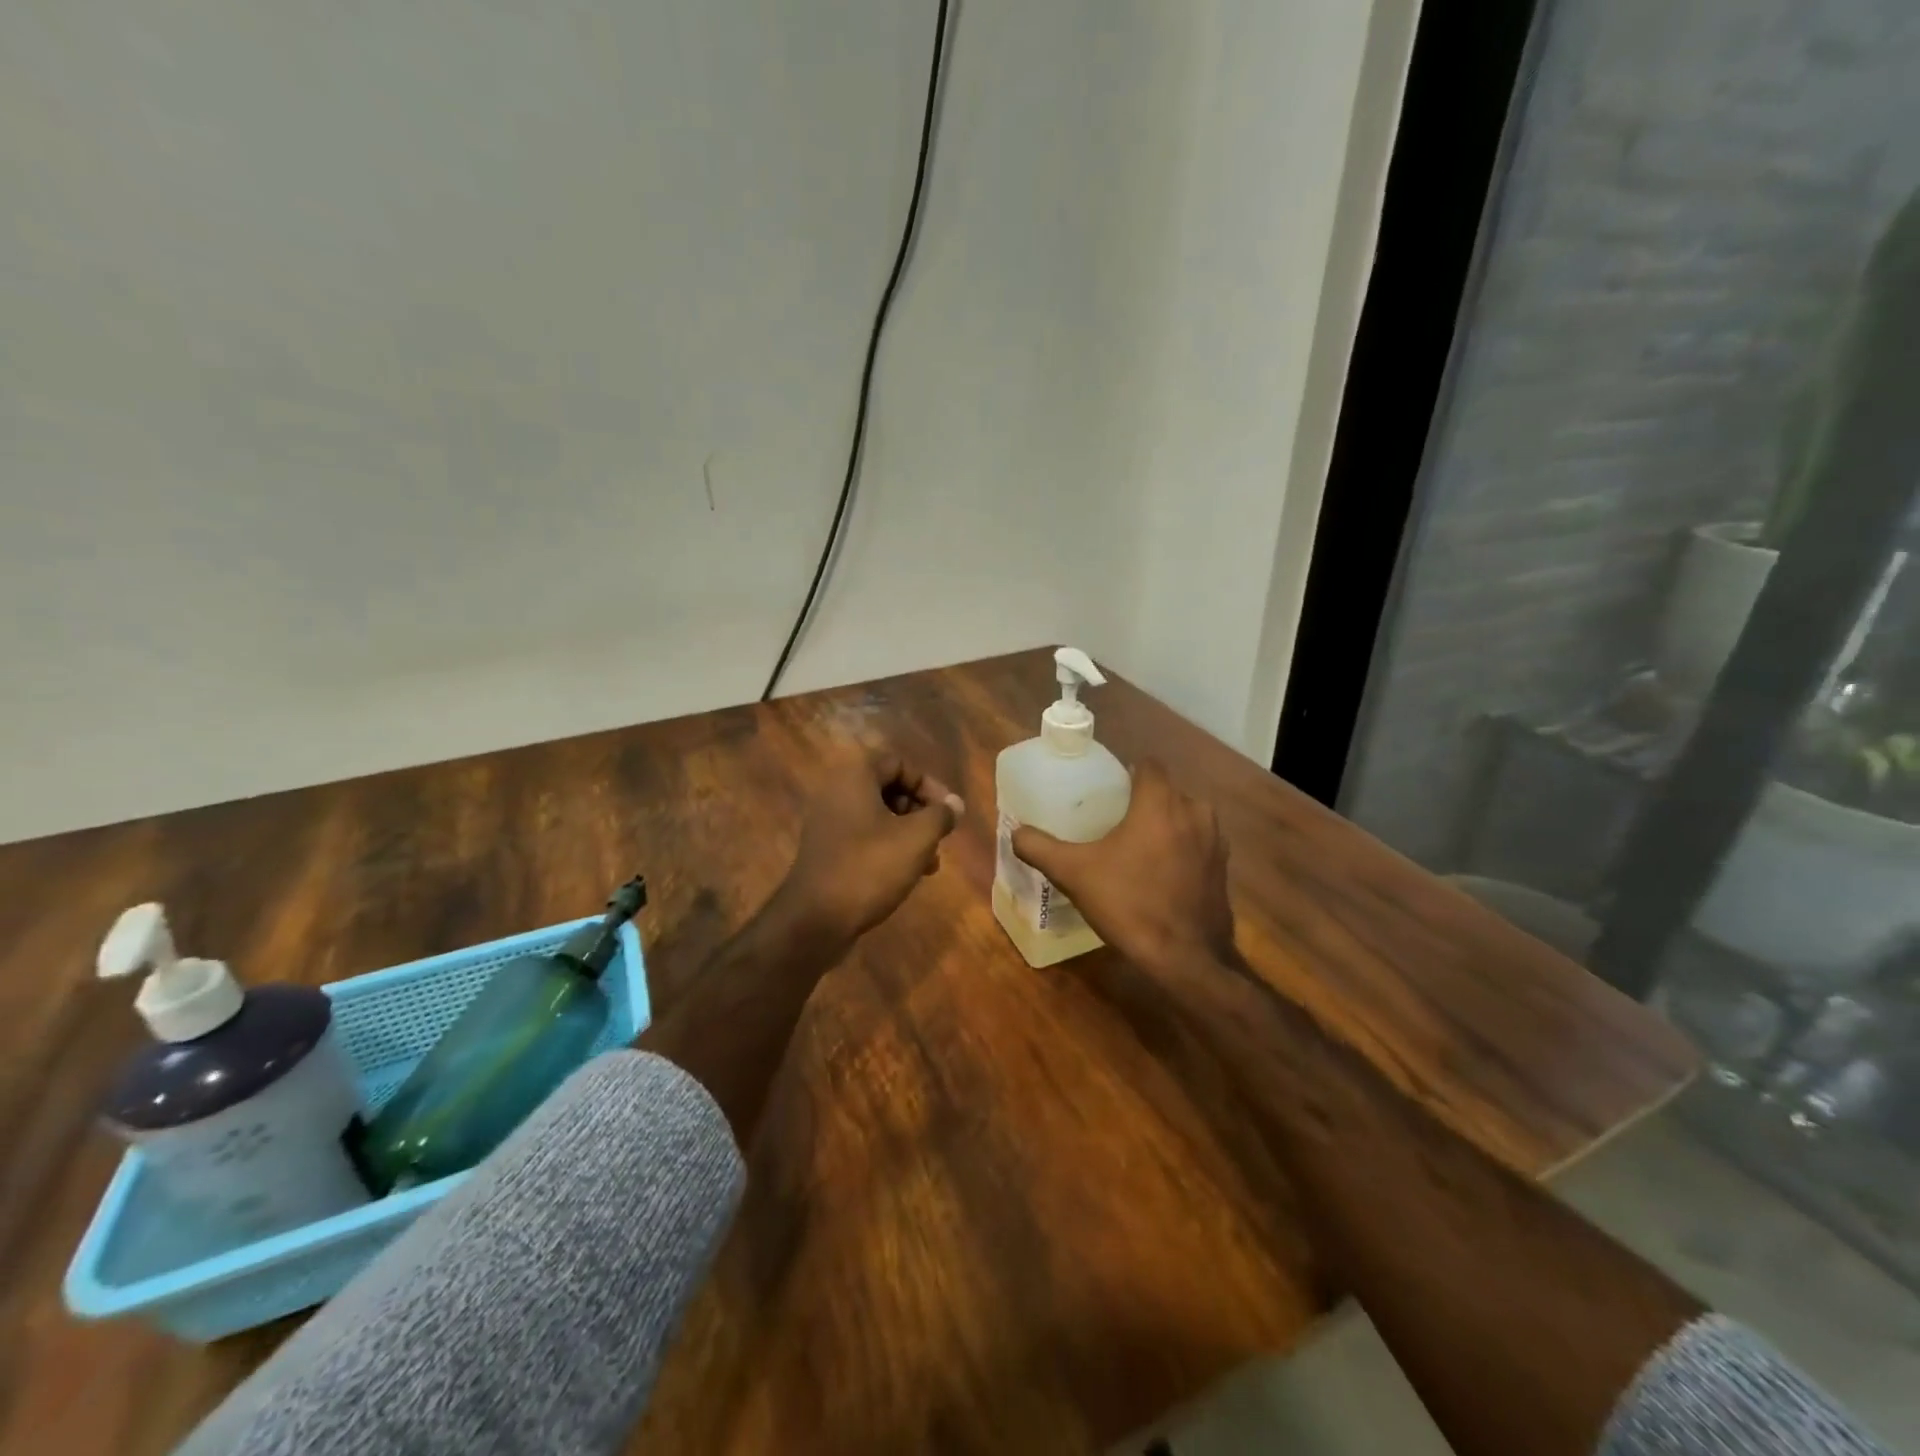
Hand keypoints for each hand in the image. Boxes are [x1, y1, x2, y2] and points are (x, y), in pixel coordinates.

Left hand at [776, 748, 964, 945]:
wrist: (816, 919)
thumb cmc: (870, 868)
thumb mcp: (917, 838)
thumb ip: (941, 815)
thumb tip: (954, 804)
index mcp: (854, 777)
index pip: (898, 763)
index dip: (928, 784)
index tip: (947, 812)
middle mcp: (837, 793)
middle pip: (889, 789)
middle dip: (920, 812)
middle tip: (939, 837)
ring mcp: (828, 823)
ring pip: (879, 817)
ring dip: (908, 834)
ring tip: (930, 862)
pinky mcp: (827, 851)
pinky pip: (864, 838)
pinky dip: (888, 848)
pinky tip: (908, 874)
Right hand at [1011, 760, 1237, 975]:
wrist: (1187, 958)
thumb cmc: (1129, 904)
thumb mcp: (1074, 874)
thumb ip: (1040, 848)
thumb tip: (1016, 832)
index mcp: (1160, 802)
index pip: (1148, 764)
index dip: (1126, 772)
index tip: (1106, 790)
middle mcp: (1194, 811)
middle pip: (1166, 790)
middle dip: (1142, 800)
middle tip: (1113, 820)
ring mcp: (1215, 840)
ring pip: (1185, 816)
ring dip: (1164, 824)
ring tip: (1136, 846)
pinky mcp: (1224, 867)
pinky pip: (1197, 843)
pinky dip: (1181, 848)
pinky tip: (1160, 873)